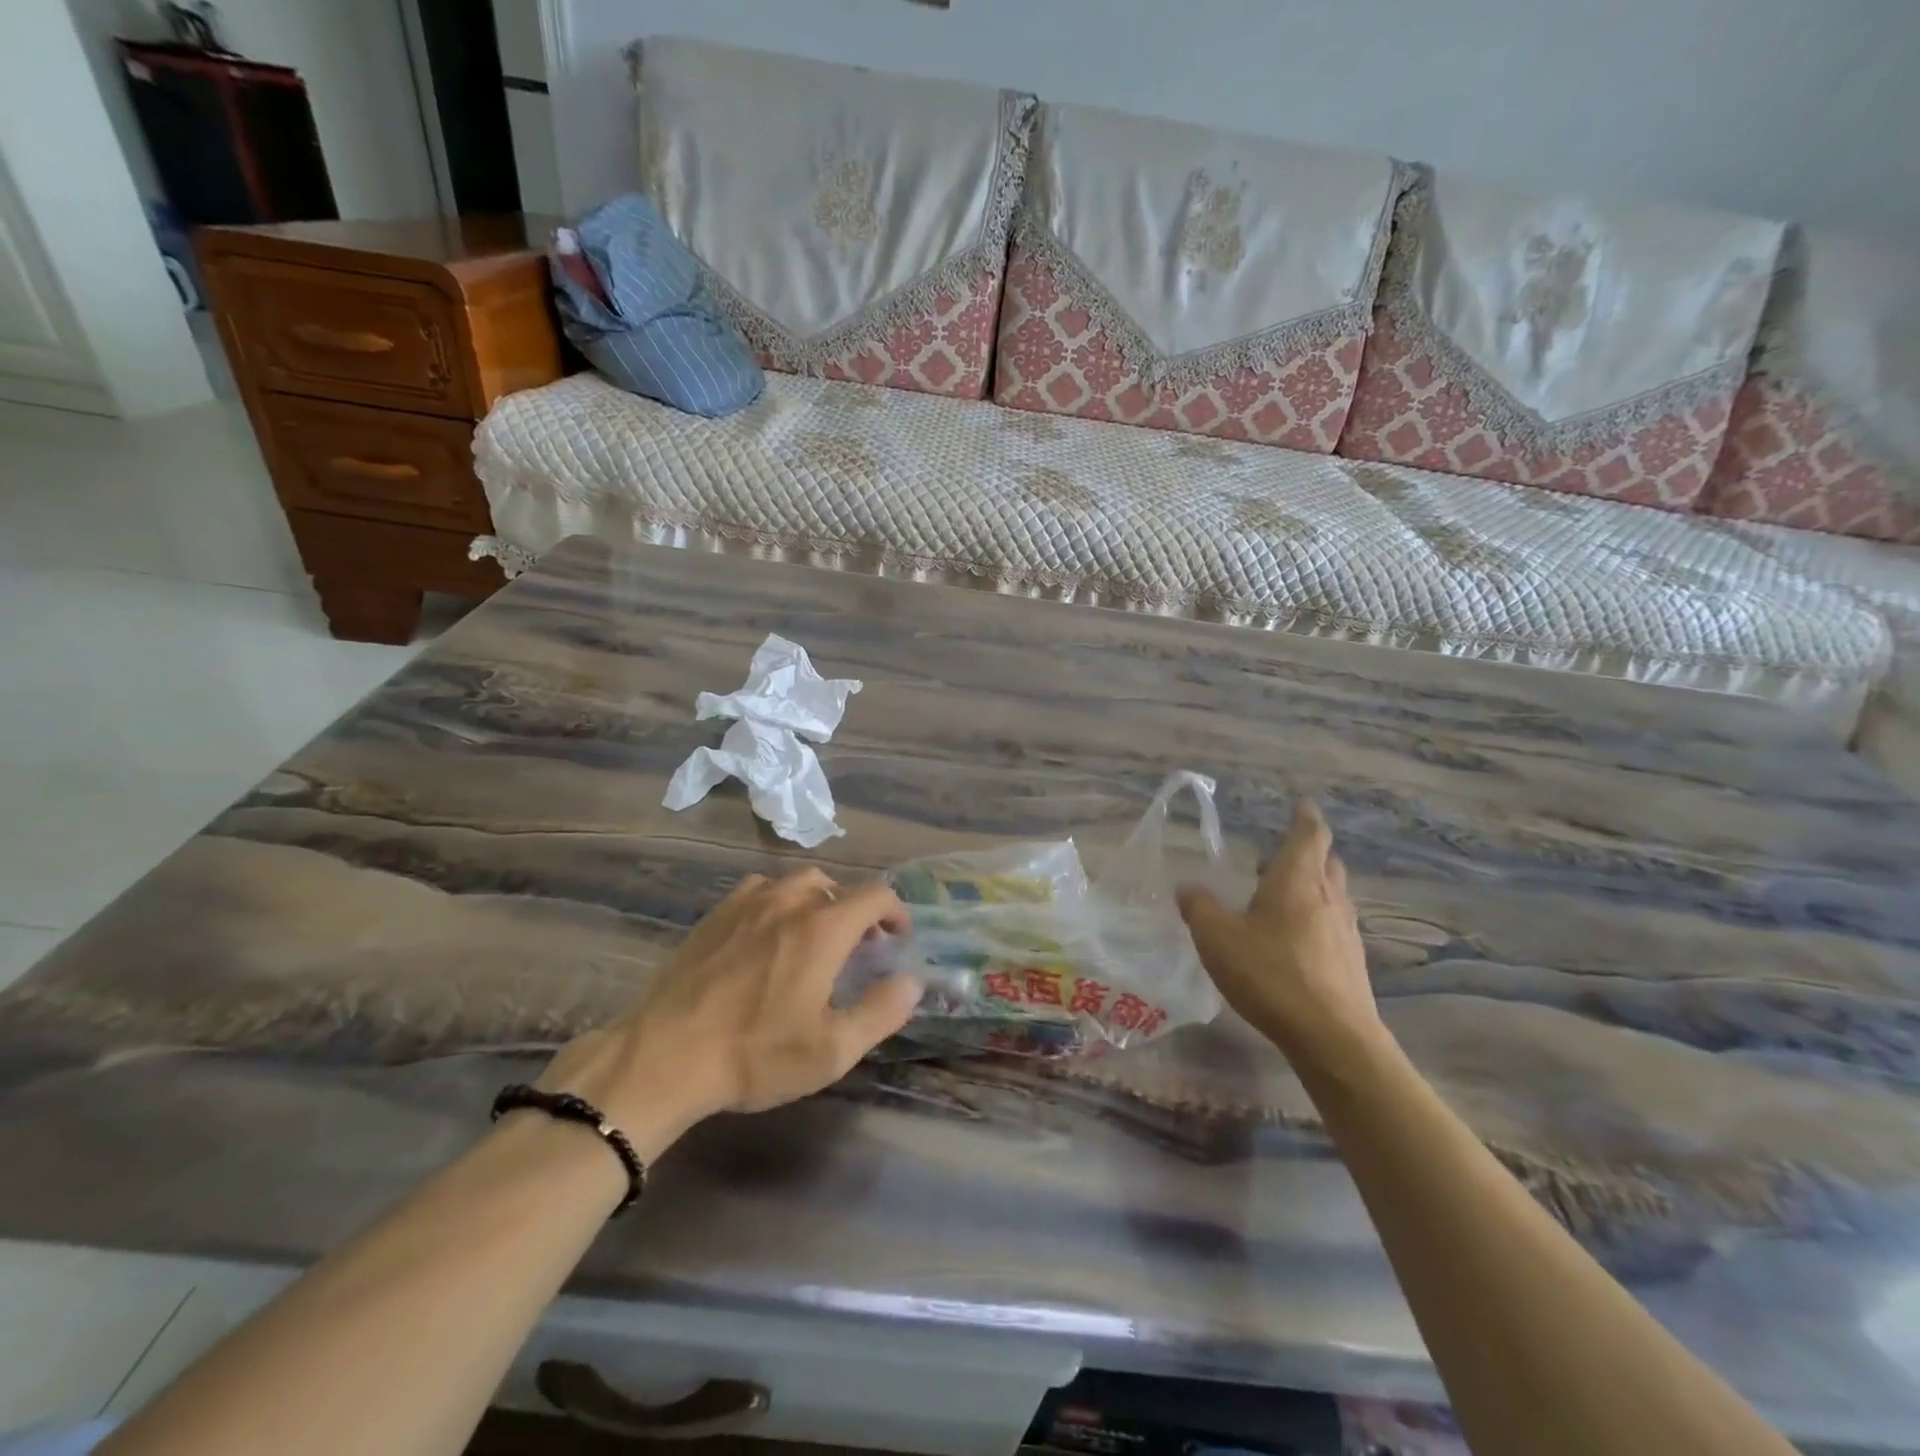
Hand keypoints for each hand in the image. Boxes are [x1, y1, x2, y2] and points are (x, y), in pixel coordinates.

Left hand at [536, 869, 922, 1154]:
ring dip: (818, 901)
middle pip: (836, 885)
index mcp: (823, 928)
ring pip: (796, 883)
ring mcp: (747, 903)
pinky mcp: (715, 915)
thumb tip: (912, 981)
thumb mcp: (832, 1050)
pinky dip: (779, 902)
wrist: (665, 1055)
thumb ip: (881, 1011)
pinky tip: (768, 934)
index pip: (875, 895)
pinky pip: (759, 891)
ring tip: (815, 936)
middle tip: (857, 946)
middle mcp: (789, 902)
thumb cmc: (755, 1054)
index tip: (898, 936)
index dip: (895, 911)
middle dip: (856, 909)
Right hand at [1178, 801, 1383, 1065]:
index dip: (1305, 817)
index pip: (1309, 834)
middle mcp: (1328, 897)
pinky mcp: (1351, 962)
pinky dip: (1315, 919)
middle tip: (1275, 858)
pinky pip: (1333, 925)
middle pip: (1325, 862)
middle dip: (1305, 853)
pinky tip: (1292, 941)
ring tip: (1278, 899)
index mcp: (1297, 879)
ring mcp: (1345, 931)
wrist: (1332, 1037)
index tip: (1302, 805)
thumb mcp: (1217, 937)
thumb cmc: (1271, 973)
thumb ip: (1199, 907)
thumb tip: (1187, 886)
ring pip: (1332, 894)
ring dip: (1310, 887)